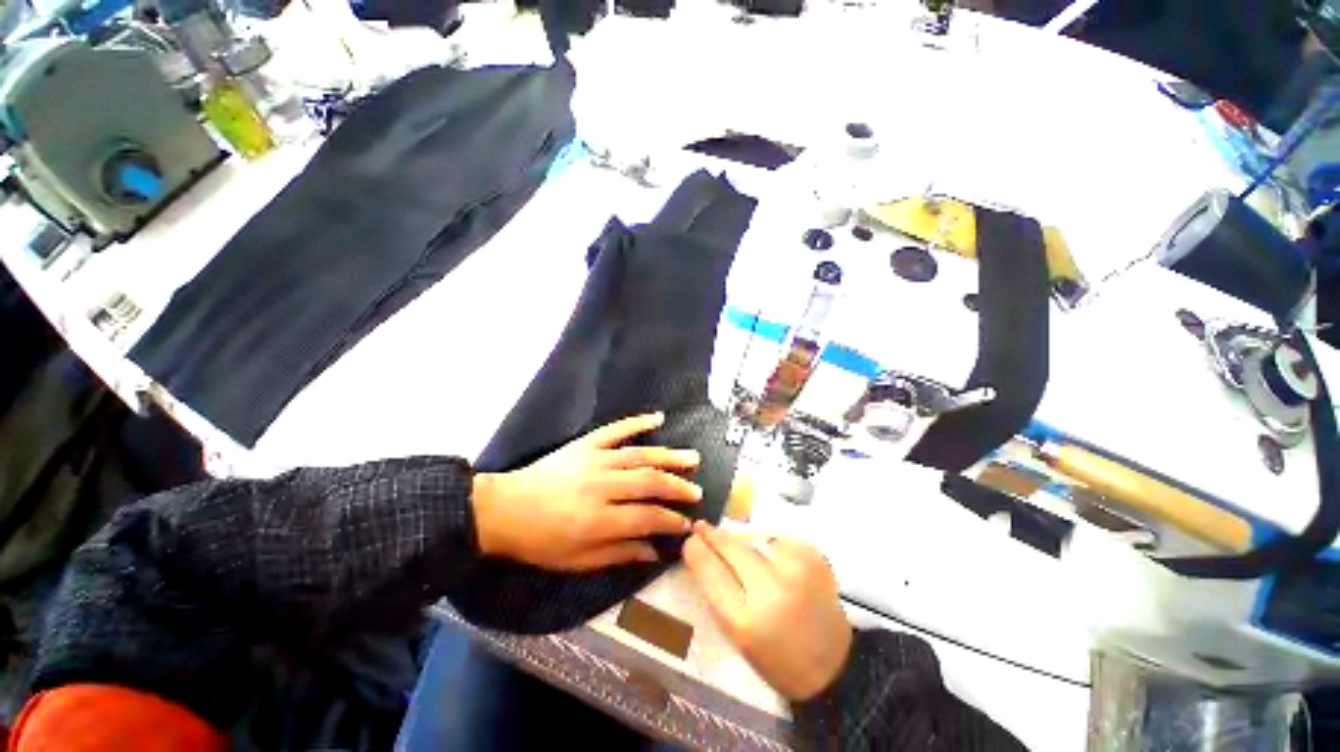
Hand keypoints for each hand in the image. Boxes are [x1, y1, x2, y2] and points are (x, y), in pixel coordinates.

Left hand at [472, 412, 702, 570]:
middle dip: (678, 487)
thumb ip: (619, 554)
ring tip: (692, 458)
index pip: (647, 517)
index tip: (687, 524)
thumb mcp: (577, 561)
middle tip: (697, 492)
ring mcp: (594, 460)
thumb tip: (655, 552)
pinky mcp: (586, 444)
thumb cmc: (540, 542)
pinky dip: (638, 422)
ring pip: (640, 455)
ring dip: (669, 456)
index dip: (671, 521)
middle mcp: (601, 486)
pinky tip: (658, 418)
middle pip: (649, 482)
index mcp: (597, 520)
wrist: (504, 509)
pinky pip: (616, 429)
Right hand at [683, 521, 852, 700]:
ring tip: (743, 553)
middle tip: (702, 527)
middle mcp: (771, 589)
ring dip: (743, 541)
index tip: (690, 539)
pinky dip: (768, 544)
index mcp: (746, 620)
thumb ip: (715, 589)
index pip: (710, 569)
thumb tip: (698, 548)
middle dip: (714, 536)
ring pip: (753, 537)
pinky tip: (772, 559)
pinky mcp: (814, 556)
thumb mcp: (737, 632)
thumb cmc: (776, 656)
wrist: (834, 665)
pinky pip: (777, 538)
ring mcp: (796, 568)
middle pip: (731, 546)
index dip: (696, 549)